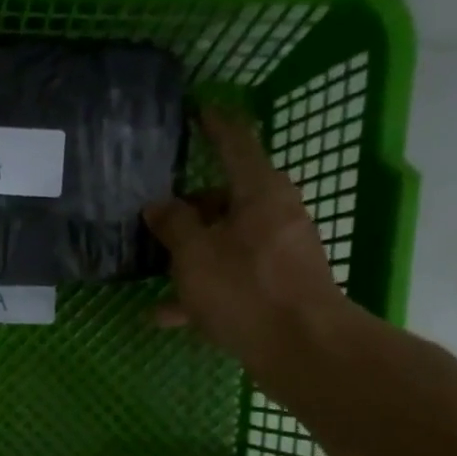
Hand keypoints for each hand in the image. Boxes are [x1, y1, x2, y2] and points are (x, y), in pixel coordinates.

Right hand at [144, 108, 350, 389]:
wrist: (301, 347)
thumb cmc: (244, 289)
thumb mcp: (195, 255)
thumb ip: (173, 226)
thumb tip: (158, 205)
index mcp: (260, 191)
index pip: (236, 142)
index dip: (214, 124)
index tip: (199, 108)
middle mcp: (275, 214)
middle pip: (228, 199)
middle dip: (191, 210)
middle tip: (157, 220)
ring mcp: (280, 252)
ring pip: (226, 243)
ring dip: (191, 257)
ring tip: (155, 274)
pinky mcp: (278, 288)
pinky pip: (233, 278)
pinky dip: (204, 290)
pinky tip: (167, 316)